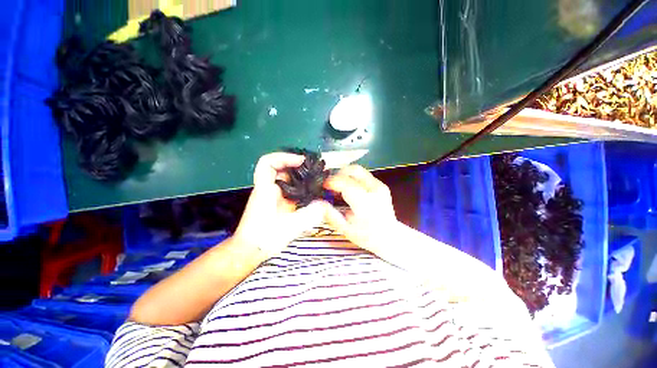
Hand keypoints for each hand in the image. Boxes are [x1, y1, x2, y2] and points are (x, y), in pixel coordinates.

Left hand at [233, 153, 328, 257]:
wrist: (249, 250)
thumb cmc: (263, 239)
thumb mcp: (289, 227)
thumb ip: (308, 215)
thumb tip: (325, 205)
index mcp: (266, 190)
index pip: (267, 163)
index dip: (284, 157)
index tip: (300, 160)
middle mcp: (268, 188)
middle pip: (281, 168)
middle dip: (297, 165)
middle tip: (315, 169)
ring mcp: (272, 194)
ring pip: (286, 178)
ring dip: (300, 175)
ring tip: (316, 179)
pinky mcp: (276, 201)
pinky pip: (289, 187)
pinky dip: (300, 186)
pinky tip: (310, 192)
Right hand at [323, 165, 397, 251]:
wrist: (390, 237)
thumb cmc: (367, 236)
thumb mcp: (346, 229)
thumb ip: (331, 214)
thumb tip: (318, 203)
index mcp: (365, 202)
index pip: (346, 183)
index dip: (332, 181)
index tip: (323, 186)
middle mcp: (374, 189)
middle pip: (353, 170)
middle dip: (338, 174)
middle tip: (330, 184)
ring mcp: (379, 185)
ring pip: (358, 170)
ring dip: (345, 175)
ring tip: (338, 186)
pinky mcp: (381, 185)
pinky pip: (363, 175)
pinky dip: (352, 178)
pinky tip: (348, 188)